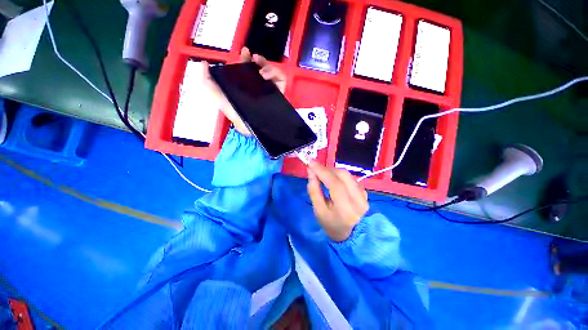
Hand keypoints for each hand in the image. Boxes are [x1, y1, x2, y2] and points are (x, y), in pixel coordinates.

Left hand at [203, 47, 286, 135]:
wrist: (248, 125)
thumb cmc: (233, 112)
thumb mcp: (217, 96)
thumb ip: (208, 81)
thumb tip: (203, 64)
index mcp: (245, 86)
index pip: (247, 70)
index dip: (246, 59)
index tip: (246, 52)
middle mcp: (258, 87)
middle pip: (262, 69)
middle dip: (260, 60)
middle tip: (255, 58)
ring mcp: (269, 91)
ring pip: (273, 72)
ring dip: (268, 67)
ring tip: (262, 72)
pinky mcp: (278, 94)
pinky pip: (281, 81)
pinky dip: (276, 74)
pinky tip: (267, 77)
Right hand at [307, 161, 368, 241]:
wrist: (351, 236)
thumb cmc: (331, 225)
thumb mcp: (318, 211)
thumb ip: (314, 190)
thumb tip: (311, 172)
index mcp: (346, 209)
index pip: (334, 184)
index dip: (322, 171)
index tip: (310, 162)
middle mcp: (358, 200)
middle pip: (343, 175)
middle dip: (327, 169)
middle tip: (315, 169)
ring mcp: (364, 196)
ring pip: (347, 174)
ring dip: (333, 171)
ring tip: (322, 174)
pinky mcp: (364, 193)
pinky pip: (350, 178)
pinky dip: (340, 175)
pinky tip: (333, 179)